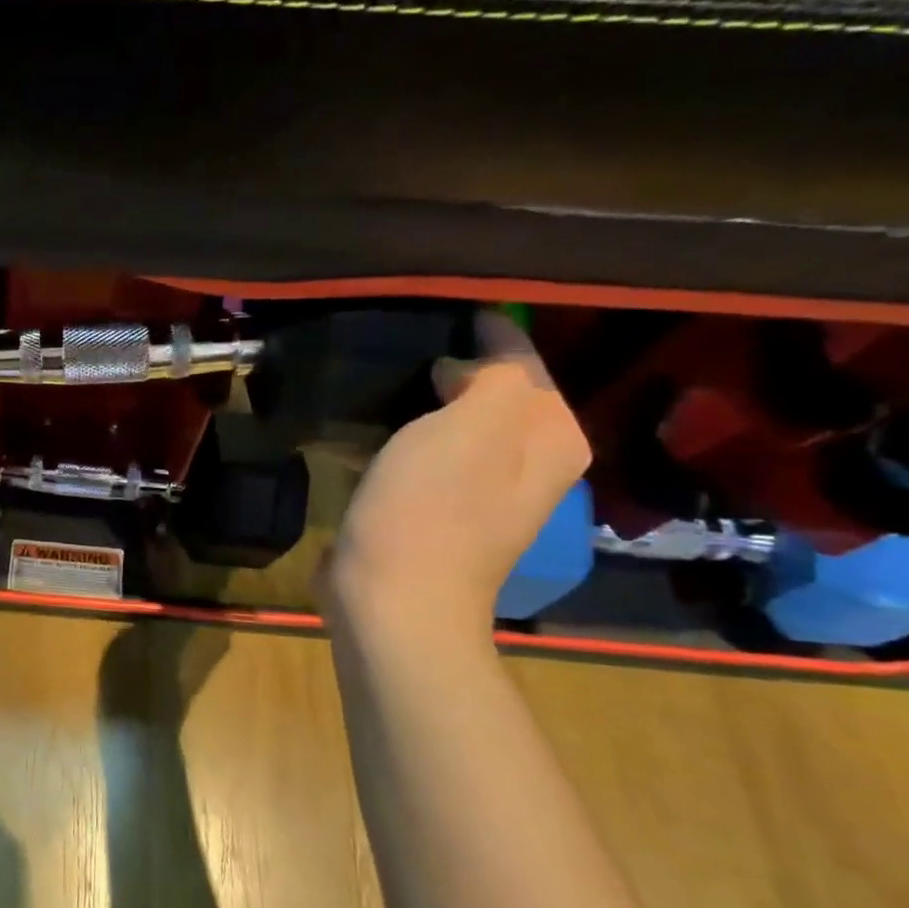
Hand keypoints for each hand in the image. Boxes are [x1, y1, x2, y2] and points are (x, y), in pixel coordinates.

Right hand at [321, 309, 590, 643]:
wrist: (392, 600)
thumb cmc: (432, 509)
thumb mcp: (473, 426)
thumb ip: (492, 374)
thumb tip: (462, 367)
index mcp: (550, 438)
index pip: (521, 356)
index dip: (477, 329)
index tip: (426, 307)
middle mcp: (525, 461)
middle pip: (487, 388)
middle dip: (445, 362)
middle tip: (394, 337)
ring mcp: (477, 489)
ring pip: (448, 419)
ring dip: (414, 398)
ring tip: (372, 370)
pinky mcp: (431, 508)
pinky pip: (417, 451)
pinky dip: (394, 434)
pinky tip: (357, 425)